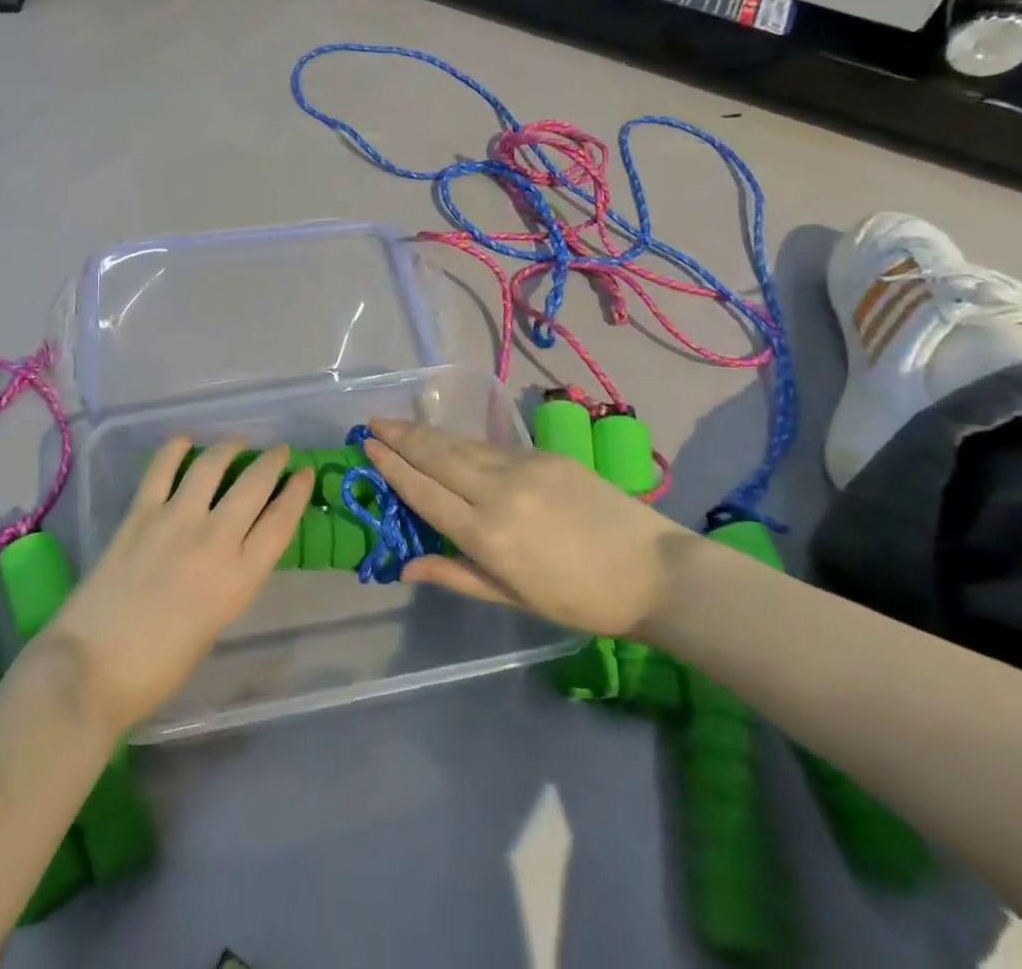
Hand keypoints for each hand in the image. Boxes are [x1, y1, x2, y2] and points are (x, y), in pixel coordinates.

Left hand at [46, 439, 311, 736]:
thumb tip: (231, 549)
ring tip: (237, 443)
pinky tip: (185, 442)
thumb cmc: (159, 667)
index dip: (297, 492)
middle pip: (255, 484)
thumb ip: (229, 580)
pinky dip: (176, 449)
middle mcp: (216, 539)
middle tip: (279, 451)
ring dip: (230, 447)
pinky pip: (162, 467)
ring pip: (212, 465)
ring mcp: (176, 519)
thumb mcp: (216, 623)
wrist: (93, 667)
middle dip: (272, 461)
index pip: (281, 521)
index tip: (305, 472)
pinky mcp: (140, 512)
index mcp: (240, 578)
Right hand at [364, 418, 691, 637]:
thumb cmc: (579, 600)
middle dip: (401, 436)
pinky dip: (463, 443)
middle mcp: (498, 492)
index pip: (424, 492)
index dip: (392, 467)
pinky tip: (452, 443)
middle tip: (373, 421)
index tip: (368, 447)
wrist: (654, 571)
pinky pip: (492, 447)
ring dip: (427, 434)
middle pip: (437, 455)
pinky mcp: (546, 454)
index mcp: (487, 535)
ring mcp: (524, 467)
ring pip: (462, 445)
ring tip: (401, 425)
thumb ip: (455, 575)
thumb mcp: (512, 597)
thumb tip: (405, 567)